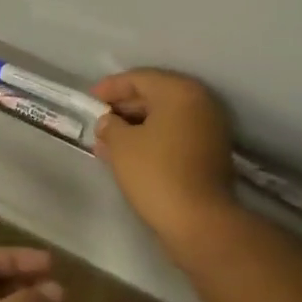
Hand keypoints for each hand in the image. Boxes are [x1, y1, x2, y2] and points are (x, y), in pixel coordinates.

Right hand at [91, 69, 236, 242]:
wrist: (199, 222)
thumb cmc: (156, 173)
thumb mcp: (121, 145)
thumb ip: (110, 126)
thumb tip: (109, 122)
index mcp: (179, 91)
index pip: (139, 78)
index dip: (110, 87)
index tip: (90, 98)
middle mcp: (200, 102)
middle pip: (154, 95)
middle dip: (123, 108)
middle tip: (99, 120)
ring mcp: (210, 128)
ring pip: (165, 118)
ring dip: (136, 126)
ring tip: (108, 140)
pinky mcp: (211, 153)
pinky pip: (176, 135)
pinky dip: (153, 139)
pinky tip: (130, 154)